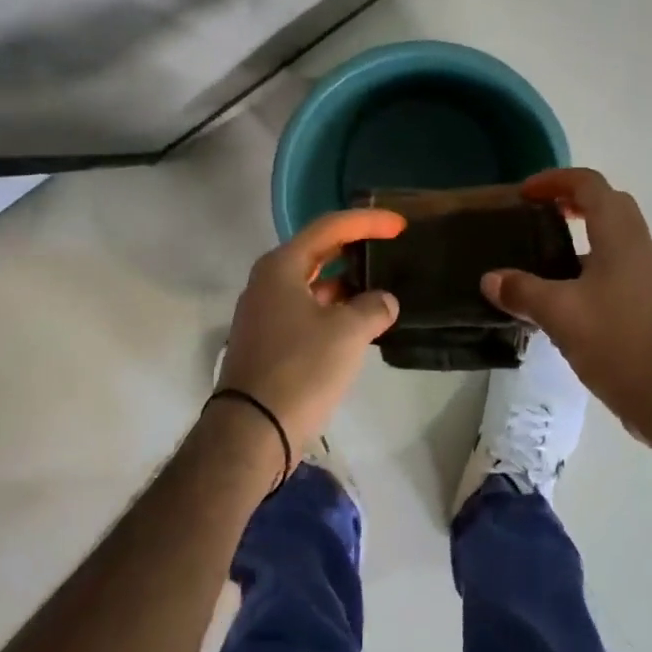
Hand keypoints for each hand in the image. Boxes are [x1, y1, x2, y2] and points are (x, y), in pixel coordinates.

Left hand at [217, 209, 405, 458]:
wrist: (251, 430)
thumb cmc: (300, 369)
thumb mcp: (348, 332)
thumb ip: (374, 307)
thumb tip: (384, 301)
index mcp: (282, 266)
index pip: (330, 227)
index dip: (368, 221)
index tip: (399, 224)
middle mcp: (268, 282)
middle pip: (318, 251)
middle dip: (355, 246)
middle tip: (390, 245)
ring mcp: (264, 313)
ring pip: (313, 284)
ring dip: (345, 282)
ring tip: (381, 284)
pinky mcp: (268, 341)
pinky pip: (307, 310)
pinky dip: (334, 309)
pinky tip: (359, 320)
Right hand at [481, 168, 651, 448]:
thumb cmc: (618, 344)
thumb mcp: (560, 315)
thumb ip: (522, 291)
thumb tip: (490, 279)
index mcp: (620, 237)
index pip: (590, 185)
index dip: (555, 180)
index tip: (524, 194)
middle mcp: (639, 247)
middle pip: (608, 202)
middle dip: (571, 199)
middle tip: (536, 213)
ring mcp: (647, 275)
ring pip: (614, 234)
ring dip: (582, 230)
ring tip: (543, 250)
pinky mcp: (648, 301)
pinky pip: (616, 262)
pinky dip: (589, 260)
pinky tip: (564, 291)